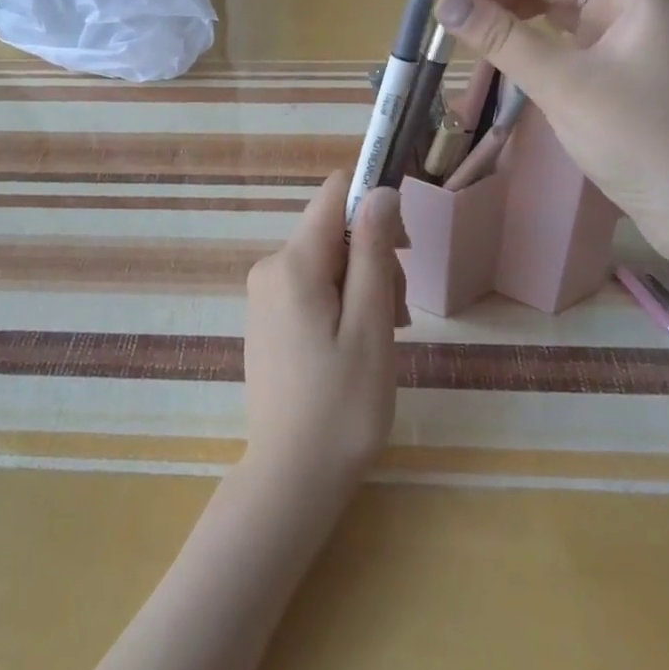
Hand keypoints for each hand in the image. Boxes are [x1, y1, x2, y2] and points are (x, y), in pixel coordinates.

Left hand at [242, 173, 406, 496]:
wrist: (292, 478)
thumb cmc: (342, 405)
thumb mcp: (370, 324)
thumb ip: (374, 251)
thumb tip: (379, 190)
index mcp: (293, 263)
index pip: (334, 194)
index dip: (373, 202)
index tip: (404, 244)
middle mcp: (270, 268)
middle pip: (334, 231)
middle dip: (374, 258)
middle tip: (399, 313)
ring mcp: (265, 294)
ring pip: (327, 261)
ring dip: (363, 285)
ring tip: (384, 336)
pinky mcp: (268, 318)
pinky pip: (311, 287)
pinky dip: (341, 302)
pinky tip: (358, 342)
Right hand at [433, 0, 668, 262]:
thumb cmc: (645, 140)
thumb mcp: (565, 85)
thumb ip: (502, 39)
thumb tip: (445, 3)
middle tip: (453, 13)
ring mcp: (622, 28)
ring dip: (508, 7)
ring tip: (465, 34)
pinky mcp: (612, 60)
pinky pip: (560, 30)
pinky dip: (525, 35)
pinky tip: (496, 53)